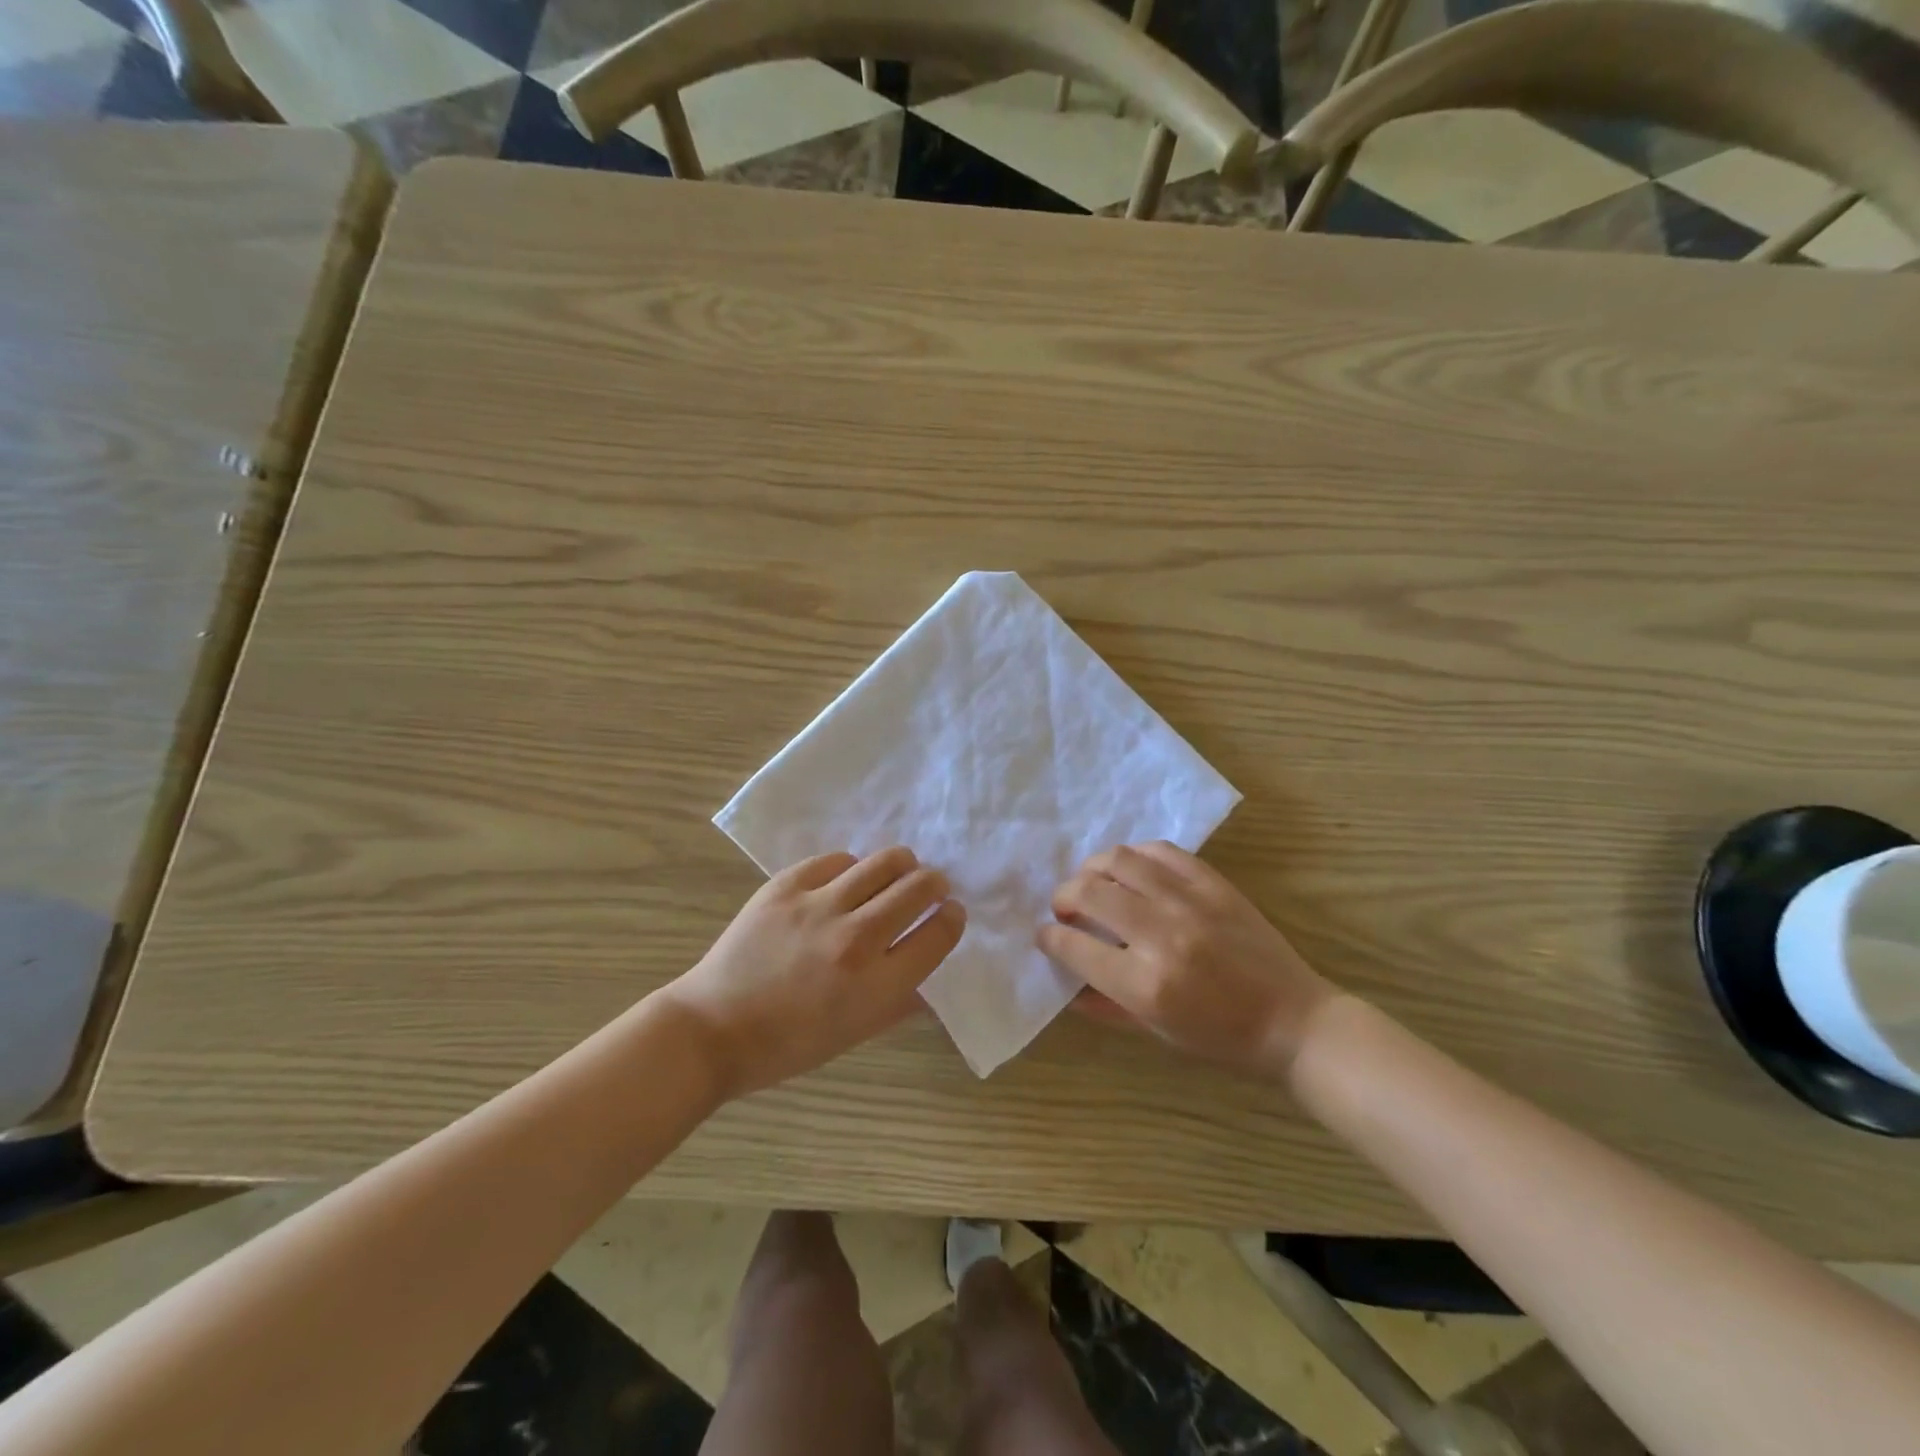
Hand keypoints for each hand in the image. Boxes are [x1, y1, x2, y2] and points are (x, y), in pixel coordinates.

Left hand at [664, 847, 965, 1100]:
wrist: (713, 1028)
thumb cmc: (789, 1044)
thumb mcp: (856, 1034)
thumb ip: (901, 1003)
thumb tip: (932, 979)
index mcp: (877, 984)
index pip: (939, 934)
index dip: (952, 918)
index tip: (950, 912)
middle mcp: (855, 938)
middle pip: (918, 888)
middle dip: (935, 884)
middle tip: (931, 888)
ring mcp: (818, 906)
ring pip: (884, 862)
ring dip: (901, 865)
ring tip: (899, 871)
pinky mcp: (786, 886)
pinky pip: (837, 860)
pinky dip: (850, 869)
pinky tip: (846, 881)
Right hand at [1039, 841, 1338, 1075]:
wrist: (1293, 1020)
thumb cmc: (1222, 1038)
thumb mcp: (1156, 1032)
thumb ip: (1105, 1005)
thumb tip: (1065, 982)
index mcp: (1144, 984)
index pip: (1074, 946)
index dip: (1049, 937)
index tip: (1046, 935)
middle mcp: (1161, 935)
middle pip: (1089, 892)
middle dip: (1063, 897)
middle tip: (1065, 908)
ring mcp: (1189, 902)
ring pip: (1119, 860)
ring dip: (1093, 868)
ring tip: (1093, 882)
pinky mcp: (1213, 884)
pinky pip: (1161, 851)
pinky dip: (1136, 855)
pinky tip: (1132, 869)